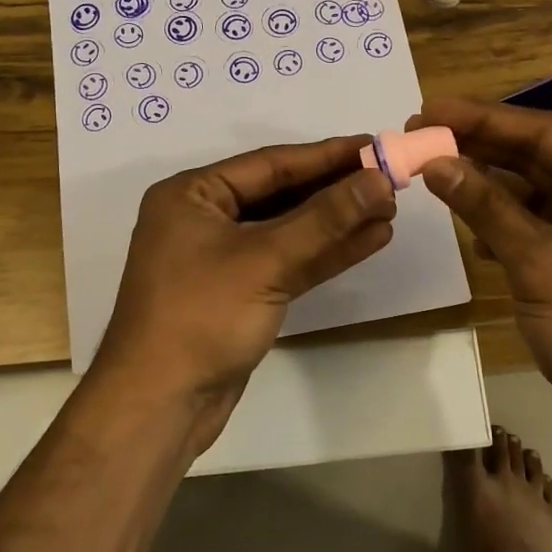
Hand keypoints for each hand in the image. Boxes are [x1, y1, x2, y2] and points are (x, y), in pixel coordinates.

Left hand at [92, 136, 397, 454]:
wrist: (160, 406)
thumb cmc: (202, 316)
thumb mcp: (265, 260)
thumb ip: (325, 218)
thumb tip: (379, 180)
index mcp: (193, 195)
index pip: (270, 164)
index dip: (326, 155)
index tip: (375, 144)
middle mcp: (205, 218)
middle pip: (281, 194)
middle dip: (335, 190)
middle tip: (390, 180)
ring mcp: (223, 258)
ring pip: (289, 230)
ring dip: (337, 222)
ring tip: (390, 209)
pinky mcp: (242, 293)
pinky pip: (288, 261)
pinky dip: (326, 252)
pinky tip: (369, 240)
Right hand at [412, 97, 551, 432]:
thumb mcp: (539, 261)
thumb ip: (486, 207)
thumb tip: (435, 162)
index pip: (544, 132)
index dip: (482, 119)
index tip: (429, 110)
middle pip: (538, 159)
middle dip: (480, 150)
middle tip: (422, 137)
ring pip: (535, 195)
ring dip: (489, 190)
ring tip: (436, 177)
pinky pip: (539, 228)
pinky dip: (505, 227)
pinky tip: (473, 234)